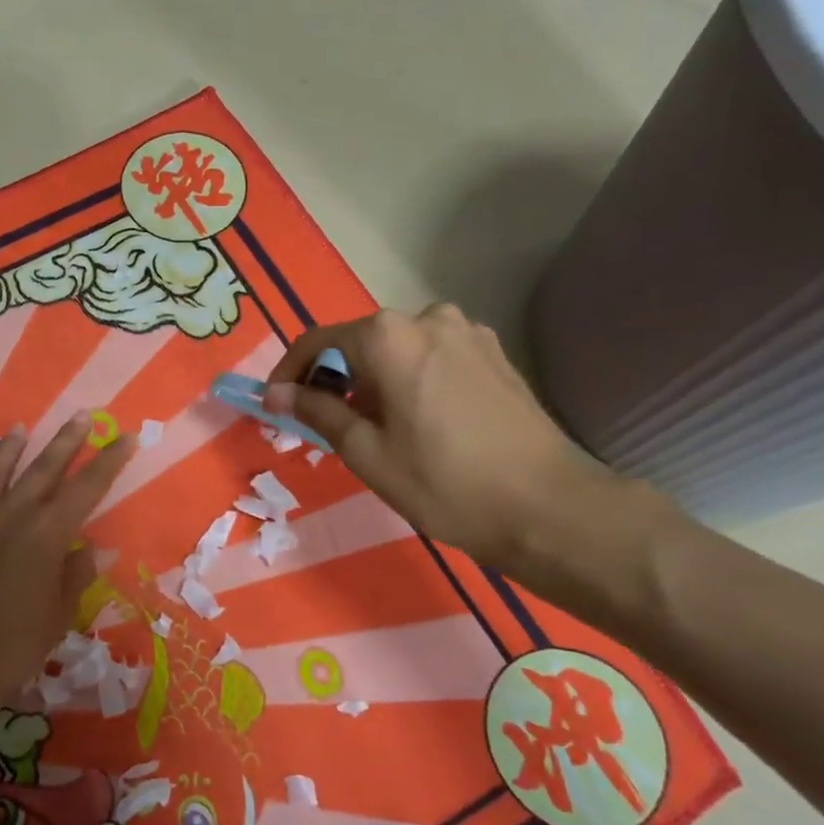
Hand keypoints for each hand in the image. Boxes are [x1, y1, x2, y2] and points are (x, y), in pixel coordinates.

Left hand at [0, 415, 134, 709]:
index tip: (126, 437)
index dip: (109, 461)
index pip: (86, 488)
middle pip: (43, 469)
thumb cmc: (11, 647)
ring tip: (20, 426)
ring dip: (11, 449)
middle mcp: (10, 517)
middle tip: (83, 415)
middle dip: (67, 441)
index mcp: (46, 536)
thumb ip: (76, 575)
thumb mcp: (57, 615)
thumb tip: (97, 549)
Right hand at [264, 305, 624, 570]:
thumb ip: (317, 411)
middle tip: (326, 426)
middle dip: (335, 379)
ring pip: (399, 350)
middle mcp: (428, 317)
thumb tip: (277, 394)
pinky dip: (411, 380)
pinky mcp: (495, 354)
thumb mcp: (366, 452)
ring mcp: (468, 333)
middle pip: (361, 342)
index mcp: (389, 336)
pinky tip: (420, 423)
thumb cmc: (444, 483)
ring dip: (375, 380)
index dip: (289, 372)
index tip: (275, 405)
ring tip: (375, 430)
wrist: (548, 507)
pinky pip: (433, 357)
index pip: (318, 341)